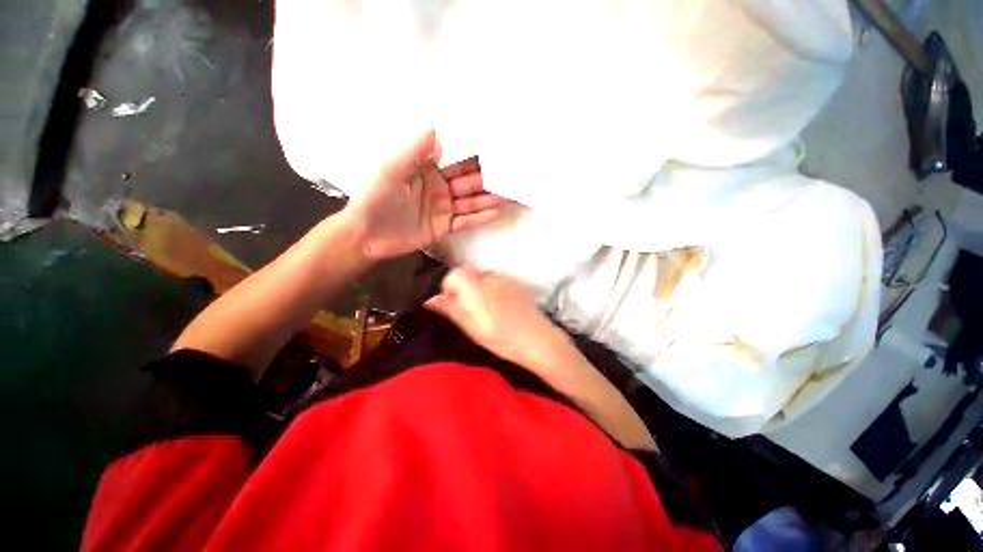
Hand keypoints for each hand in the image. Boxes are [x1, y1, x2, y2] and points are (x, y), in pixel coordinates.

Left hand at [341, 130, 507, 259]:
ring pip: (470, 201)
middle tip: (511, 173)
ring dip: (489, 198)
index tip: (495, 147)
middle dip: (489, 177)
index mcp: (427, 169)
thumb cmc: (374, 198)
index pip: (456, 160)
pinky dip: (479, 218)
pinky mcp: (444, 226)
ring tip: (509, 194)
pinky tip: (495, 213)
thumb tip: (434, 128)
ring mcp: (444, 208)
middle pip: (468, 181)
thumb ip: (413, 152)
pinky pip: (465, 222)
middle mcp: (440, 187)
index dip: (474, 155)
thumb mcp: (390, 171)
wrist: (366, 235)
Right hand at [425, 267, 571, 371]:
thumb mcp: (473, 329)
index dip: (450, 288)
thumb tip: (430, 298)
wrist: (538, 339)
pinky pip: (495, 279)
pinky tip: (502, 305)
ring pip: (481, 276)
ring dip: (478, 287)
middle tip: (472, 310)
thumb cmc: (502, 340)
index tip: (455, 304)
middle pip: (467, 273)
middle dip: (464, 287)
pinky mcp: (515, 281)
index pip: (454, 275)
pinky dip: (492, 288)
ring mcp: (504, 278)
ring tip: (489, 309)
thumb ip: (452, 310)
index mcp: (477, 290)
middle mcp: (490, 278)